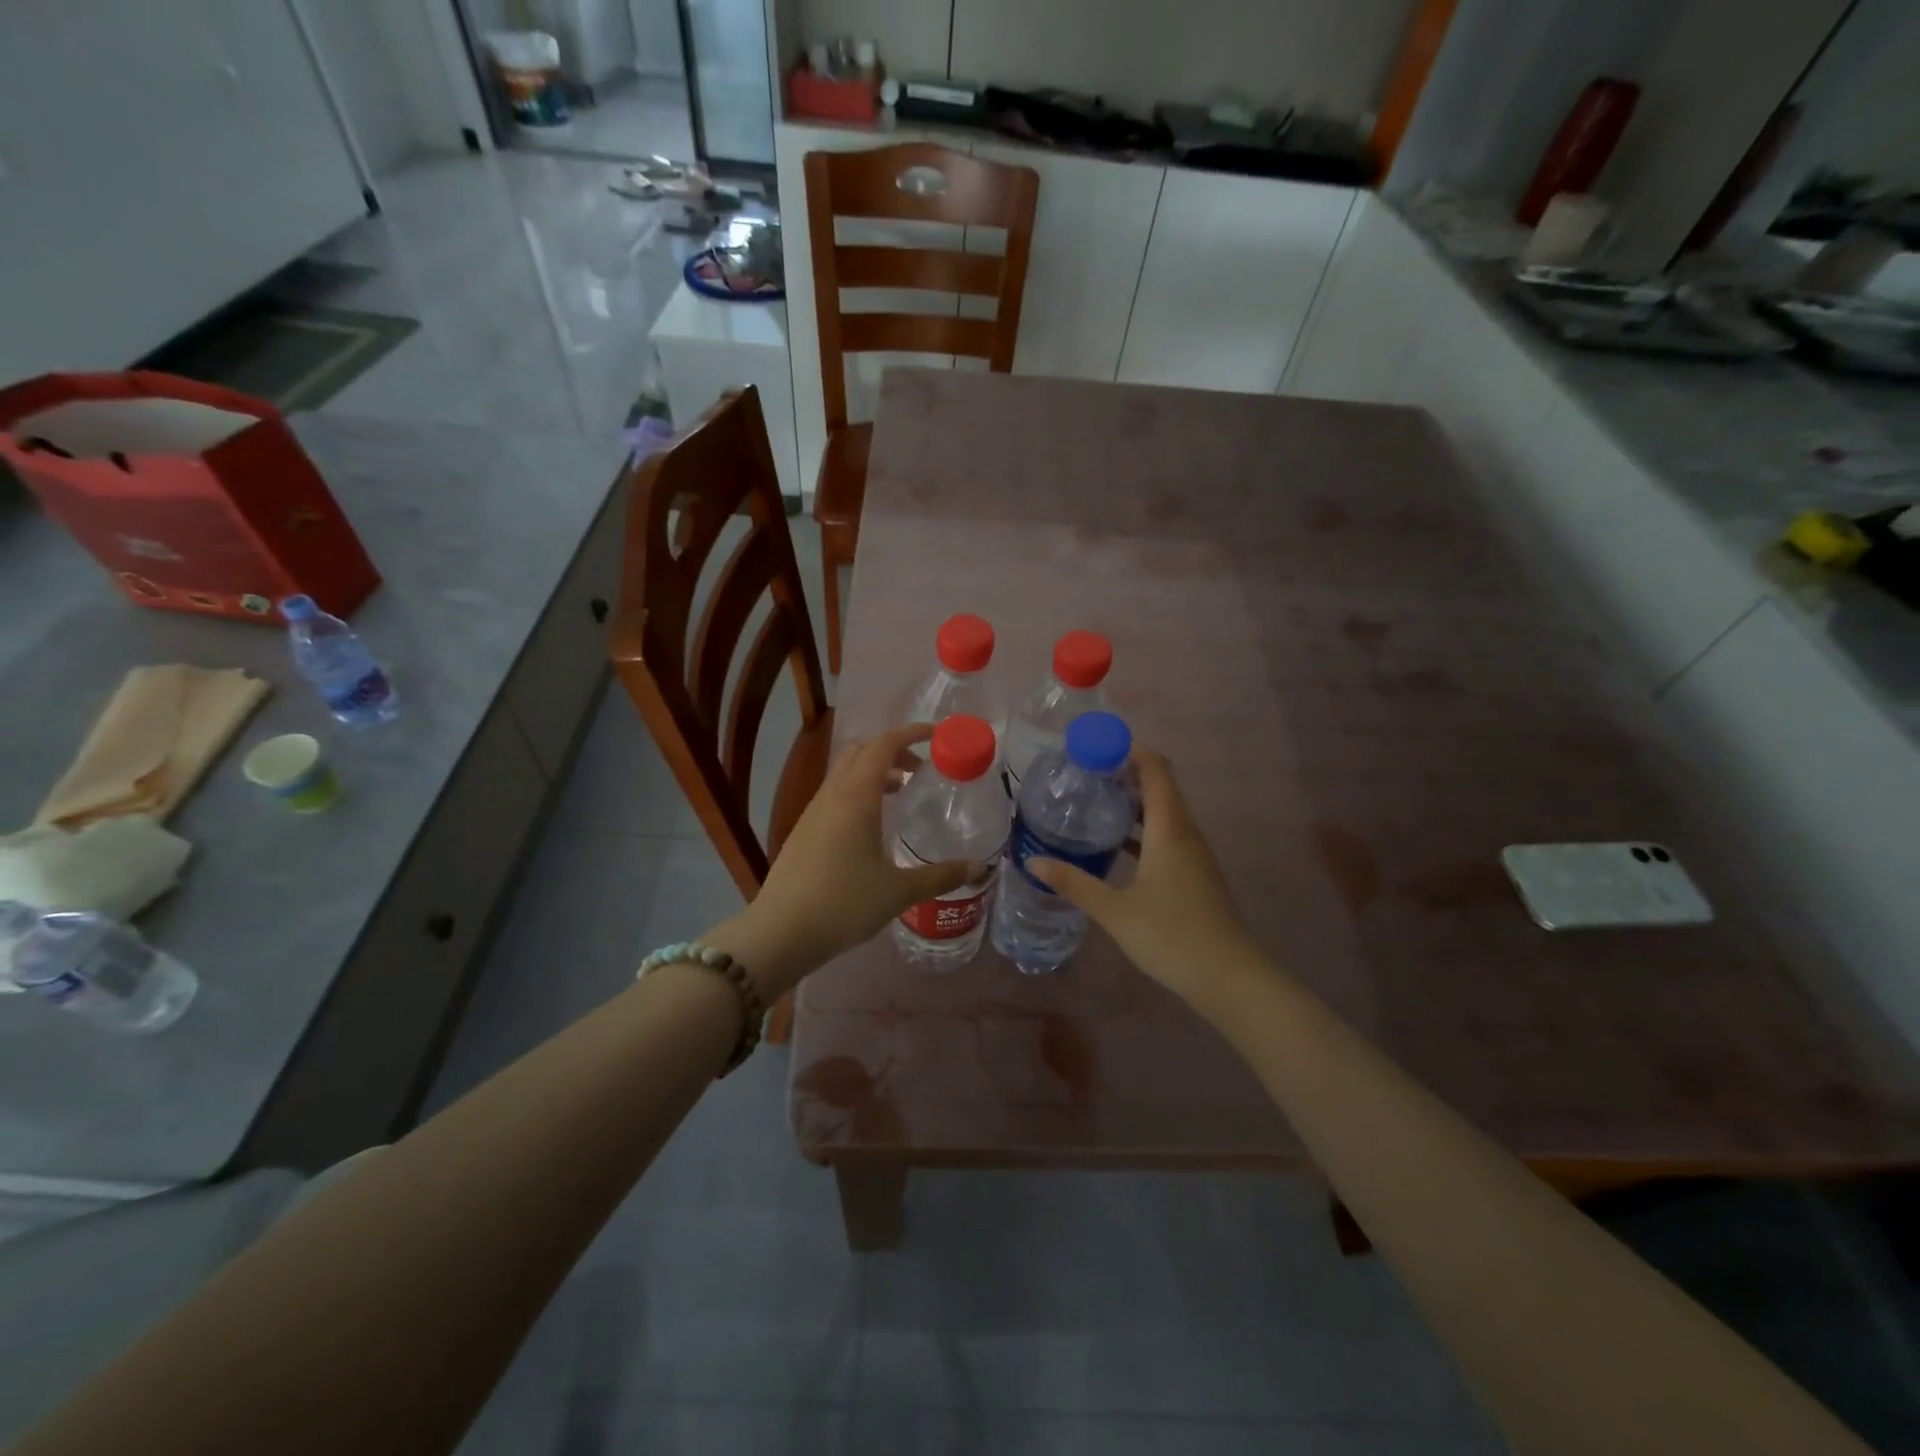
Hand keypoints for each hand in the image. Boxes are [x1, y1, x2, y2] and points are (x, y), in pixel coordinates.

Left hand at [710, 724, 977, 999]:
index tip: (936, 735)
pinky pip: (835, 793)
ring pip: (845, 772)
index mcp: (856, 796)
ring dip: (874, 771)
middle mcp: (832, 794)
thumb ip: (941, 876)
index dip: (910, 733)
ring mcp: (813, 811)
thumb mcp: (899, 892)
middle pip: (861, 750)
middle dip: (892, 749)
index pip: (884, 744)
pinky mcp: (803, 830)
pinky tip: (871, 826)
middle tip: (920, 769)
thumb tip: (980, 868)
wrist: (780, 932)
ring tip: (900, 794)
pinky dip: (858, 791)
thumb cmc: (843, 905)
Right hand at [1030, 750, 1260, 1000]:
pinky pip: (1167, 836)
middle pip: (1159, 786)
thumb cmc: (1172, 936)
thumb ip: (1074, 883)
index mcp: (1170, 829)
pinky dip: (1142, 830)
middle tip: (1083, 775)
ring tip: (1093, 803)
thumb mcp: (1115, 911)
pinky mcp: (1194, 874)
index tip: (1094, 748)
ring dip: (1133, 803)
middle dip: (1124, 774)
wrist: (1230, 978)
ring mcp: (1194, 854)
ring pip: (1163, 813)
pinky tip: (1116, 846)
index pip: (1155, 769)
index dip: (1129, 750)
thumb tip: (1033, 860)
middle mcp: (1185, 832)